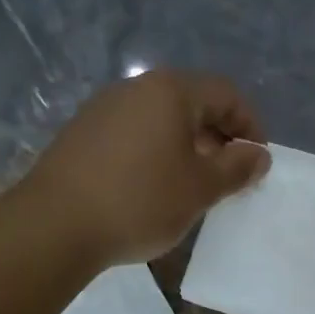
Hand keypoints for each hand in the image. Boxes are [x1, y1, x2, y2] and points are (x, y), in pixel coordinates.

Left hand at [22, 70, 270, 266]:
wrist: (56, 225)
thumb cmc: (141, 202)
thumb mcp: (200, 189)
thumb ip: (236, 168)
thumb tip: (259, 154)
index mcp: (170, 91)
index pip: (226, 94)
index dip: (250, 126)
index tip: (257, 162)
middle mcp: (135, 88)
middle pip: (192, 103)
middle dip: (219, 138)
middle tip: (229, 177)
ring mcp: (104, 109)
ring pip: (161, 121)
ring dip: (187, 148)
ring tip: (193, 187)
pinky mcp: (82, 134)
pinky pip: (134, 135)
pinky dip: (156, 154)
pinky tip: (153, 189)